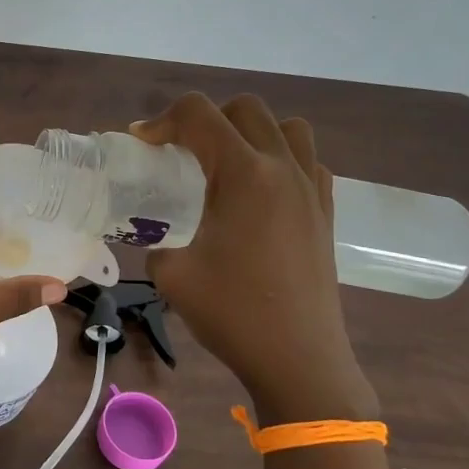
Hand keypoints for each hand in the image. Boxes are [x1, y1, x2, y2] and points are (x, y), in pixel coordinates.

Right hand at [132, 93, 377, 422]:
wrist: (298, 359)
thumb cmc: (232, 313)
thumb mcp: (172, 276)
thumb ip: (156, 243)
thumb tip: (159, 239)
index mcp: (243, 175)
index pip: (199, 115)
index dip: (162, 120)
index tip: (142, 143)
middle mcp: (282, 169)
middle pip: (245, 109)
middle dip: (205, 119)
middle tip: (180, 153)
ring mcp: (311, 189)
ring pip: (286, 128)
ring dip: (251, 132)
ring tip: (226, 165)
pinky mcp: (325, 212)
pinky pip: (308, 161)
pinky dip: (281, 160)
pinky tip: (260, 193)